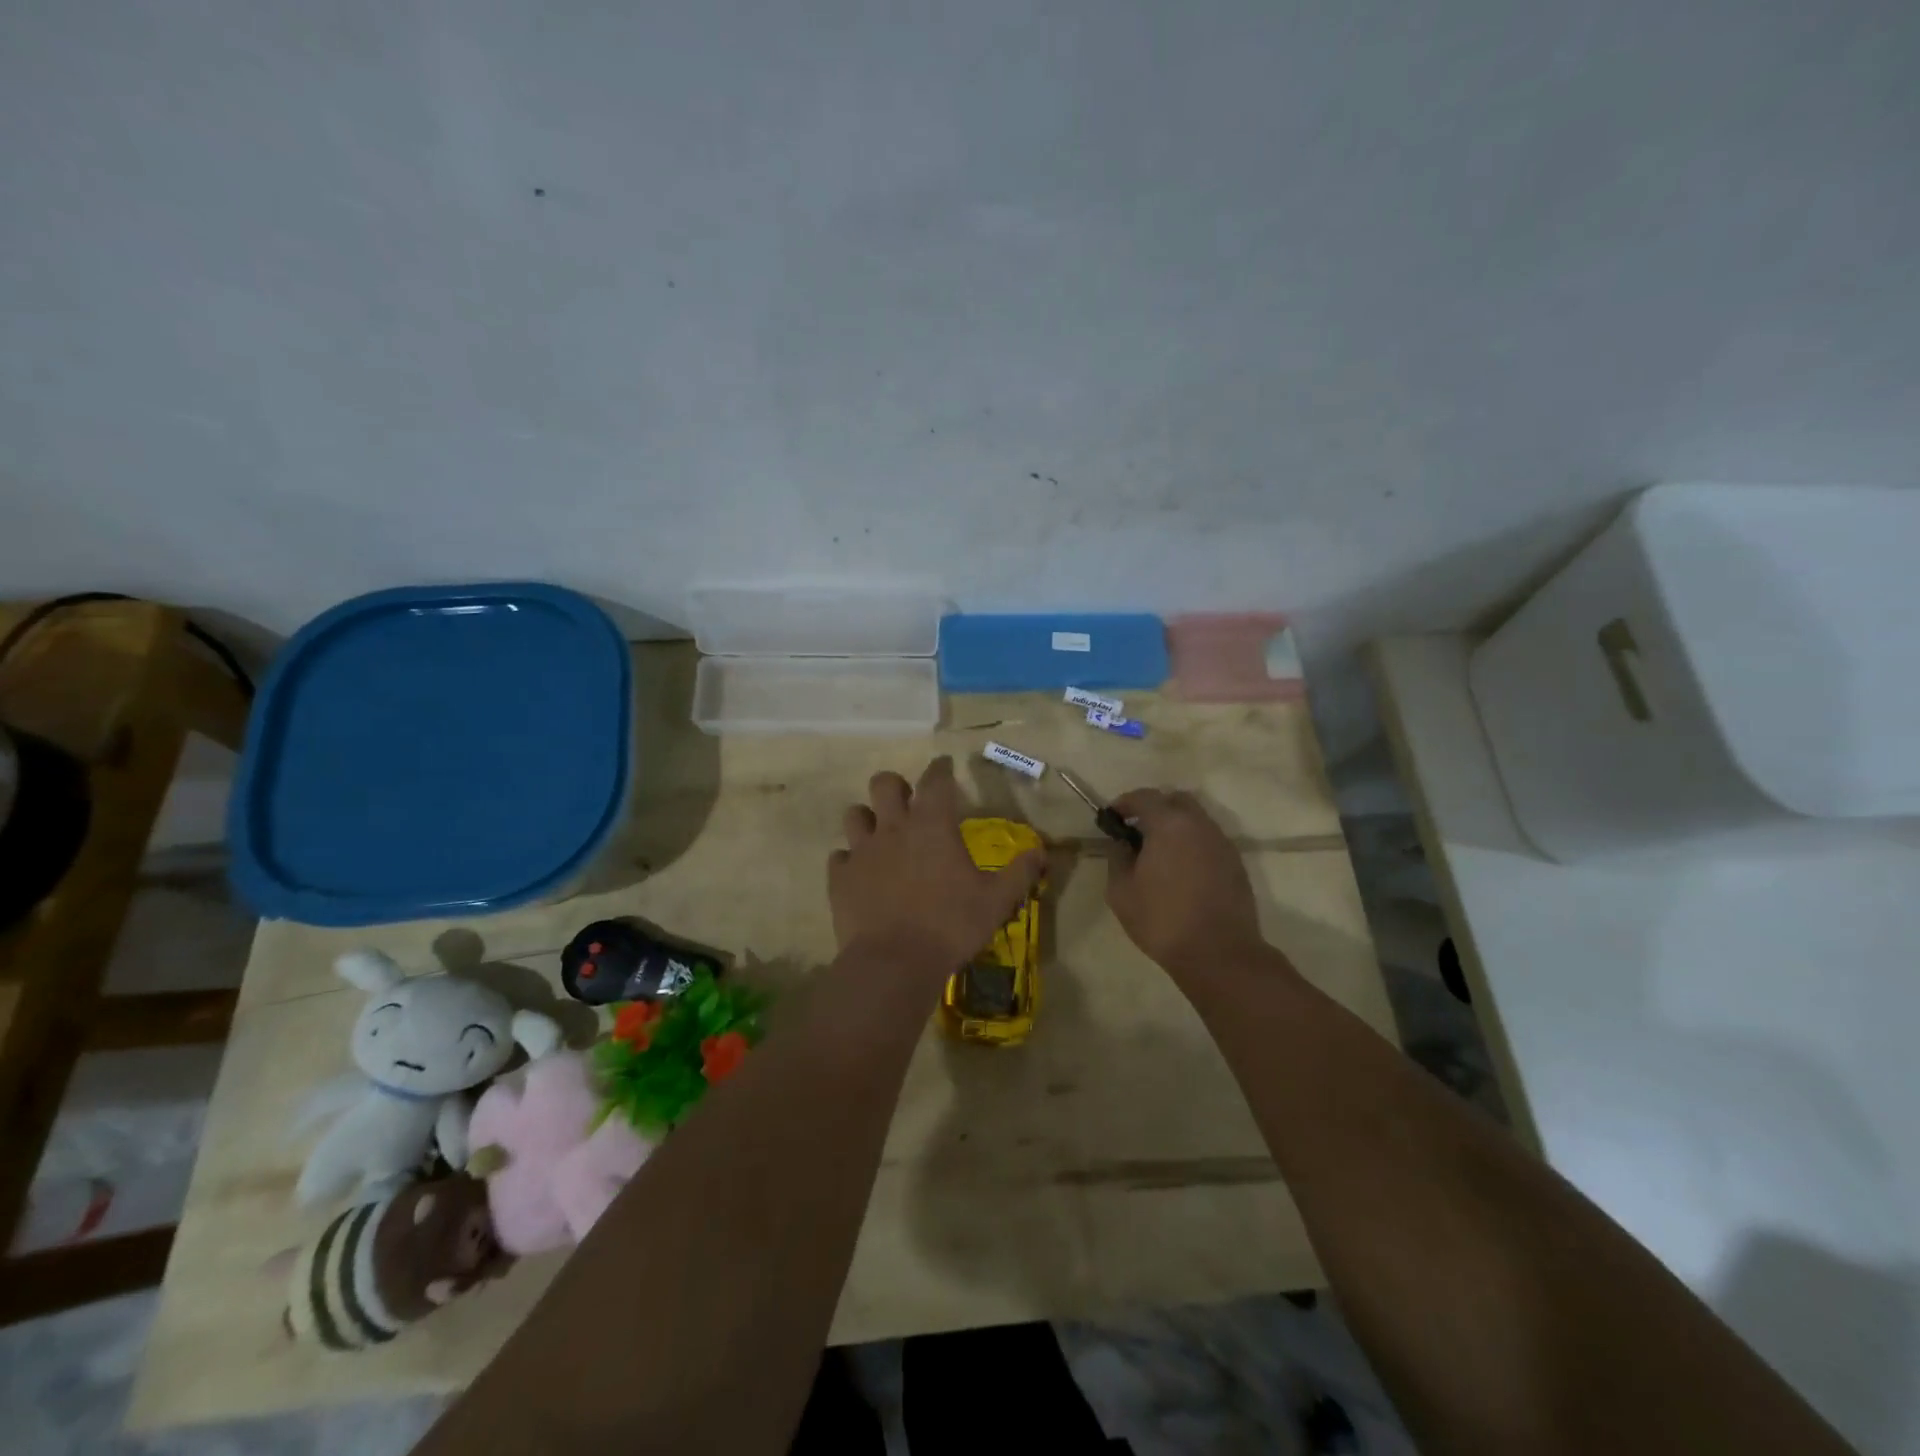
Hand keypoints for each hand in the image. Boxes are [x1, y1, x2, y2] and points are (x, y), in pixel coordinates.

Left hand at [829, 756, 1046, 975]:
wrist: (893, 962)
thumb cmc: (950, 926)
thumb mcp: (996, 901)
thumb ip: (1019, 873)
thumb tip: (1040, 851)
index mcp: (932, 825)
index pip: (935, 780)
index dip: (940, 768)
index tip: (943, 764)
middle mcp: (893, 828)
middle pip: (884, 784)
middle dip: (896, 786)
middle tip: (907, 802)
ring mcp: (862, 851)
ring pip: (855, 814)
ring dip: (868, 818)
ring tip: (879, 834)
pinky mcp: (840, 877)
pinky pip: (839, 857)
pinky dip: (849, 860)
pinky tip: (859, 873)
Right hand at [1105, 789, 1265, 977]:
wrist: (1219, 953)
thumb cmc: (1162, 920)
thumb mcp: (1121, 892)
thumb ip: (1117, 858)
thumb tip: (1122, 844)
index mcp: (1169, 825)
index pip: (1144, 797)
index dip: (1125, 803)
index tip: (1112, 818)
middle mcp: (1199, 825)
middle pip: (1176, 800)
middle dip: (1154, 808)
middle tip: (1138, 831)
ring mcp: (1222, 843)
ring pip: (1196, 820)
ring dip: (1176, 827)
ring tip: (1160, 853)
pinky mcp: (1236, 863)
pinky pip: (1209, 841)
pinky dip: (1192, 844)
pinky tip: (1182, 870)